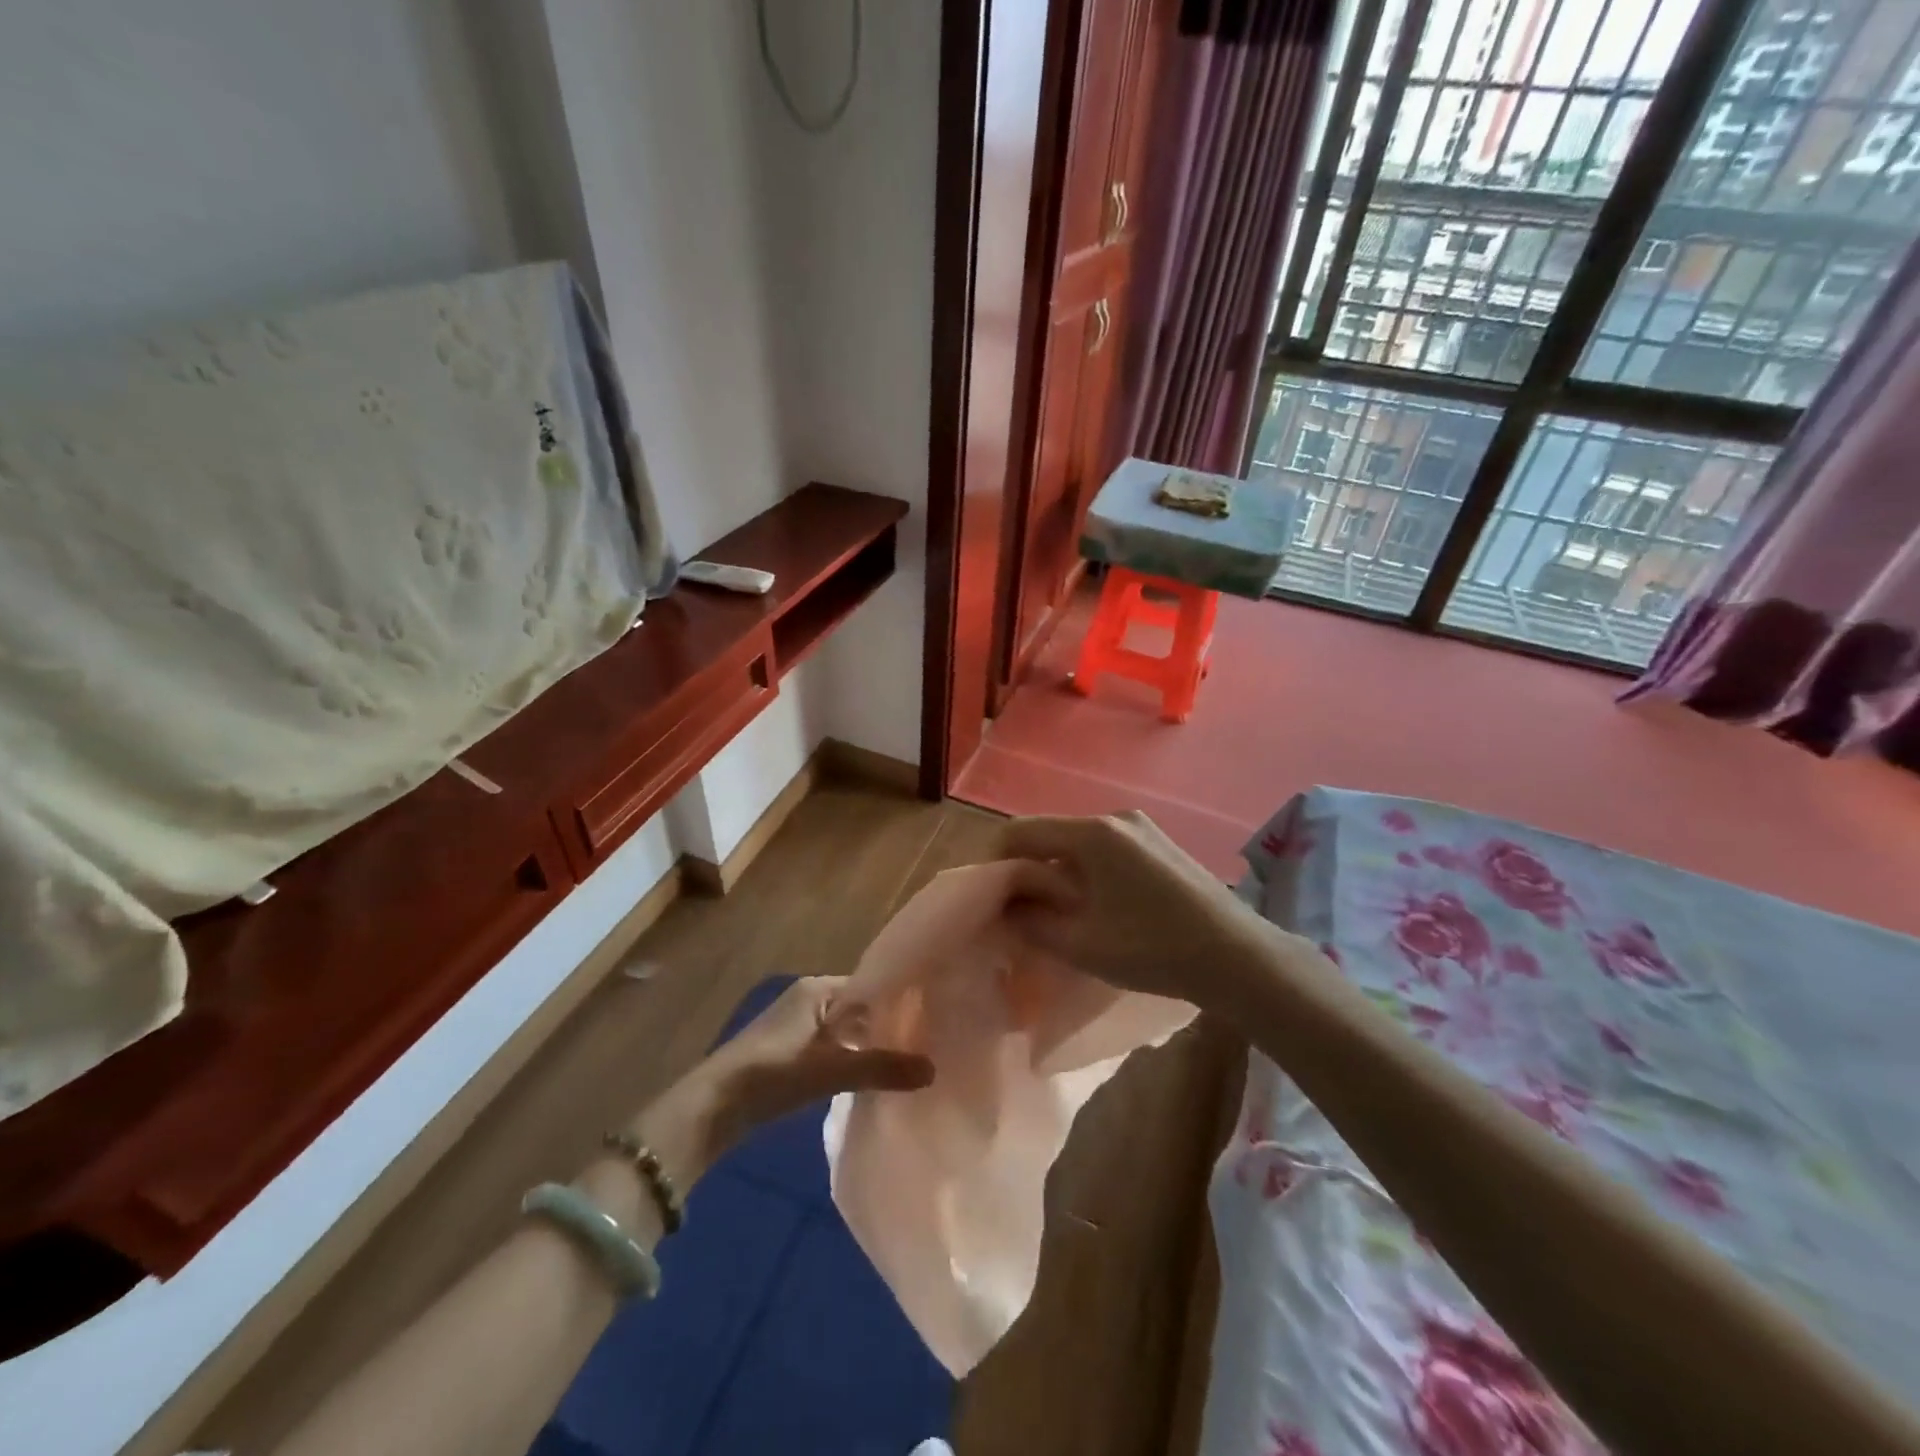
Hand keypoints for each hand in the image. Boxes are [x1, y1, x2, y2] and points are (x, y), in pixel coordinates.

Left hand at [700, 976, 935, 1138]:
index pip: (872, 986)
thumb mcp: (831, 1069)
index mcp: (818, 988)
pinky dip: (851, 1060)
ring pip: (846, 1031)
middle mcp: (808, 998)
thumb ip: (882, 1068)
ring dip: (869, 1046)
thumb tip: (933, 1069)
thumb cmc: (773, 1073)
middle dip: (888, 1026)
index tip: (931, 1019)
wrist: (711, 1108)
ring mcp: (797, 1026)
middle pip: (860, 1009)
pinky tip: (872, 1079)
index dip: (899, 1002)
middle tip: (928, 1044)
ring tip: (908, 1062)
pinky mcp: (788, 1053)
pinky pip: (832, 1049)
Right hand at [996, 811, 1291, 1010]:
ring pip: (1079, 844)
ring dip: (1060, 874)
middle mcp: (1115, 818)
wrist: (1238, 956)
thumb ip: (1032, 922)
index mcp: (1092, 834)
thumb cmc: (1153, 949)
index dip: (996, 862)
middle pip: (1051, 835)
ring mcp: (1142, 828)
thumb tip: (1006, 907)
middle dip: (1029, 871)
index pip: (1021, 831)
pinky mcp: (1160, 844)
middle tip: (1024, 914)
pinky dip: (1088, 873)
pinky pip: (1107, 851)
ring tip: (1061, 916)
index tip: (992, 900)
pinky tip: (1100, 909)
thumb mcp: (1081, 944)